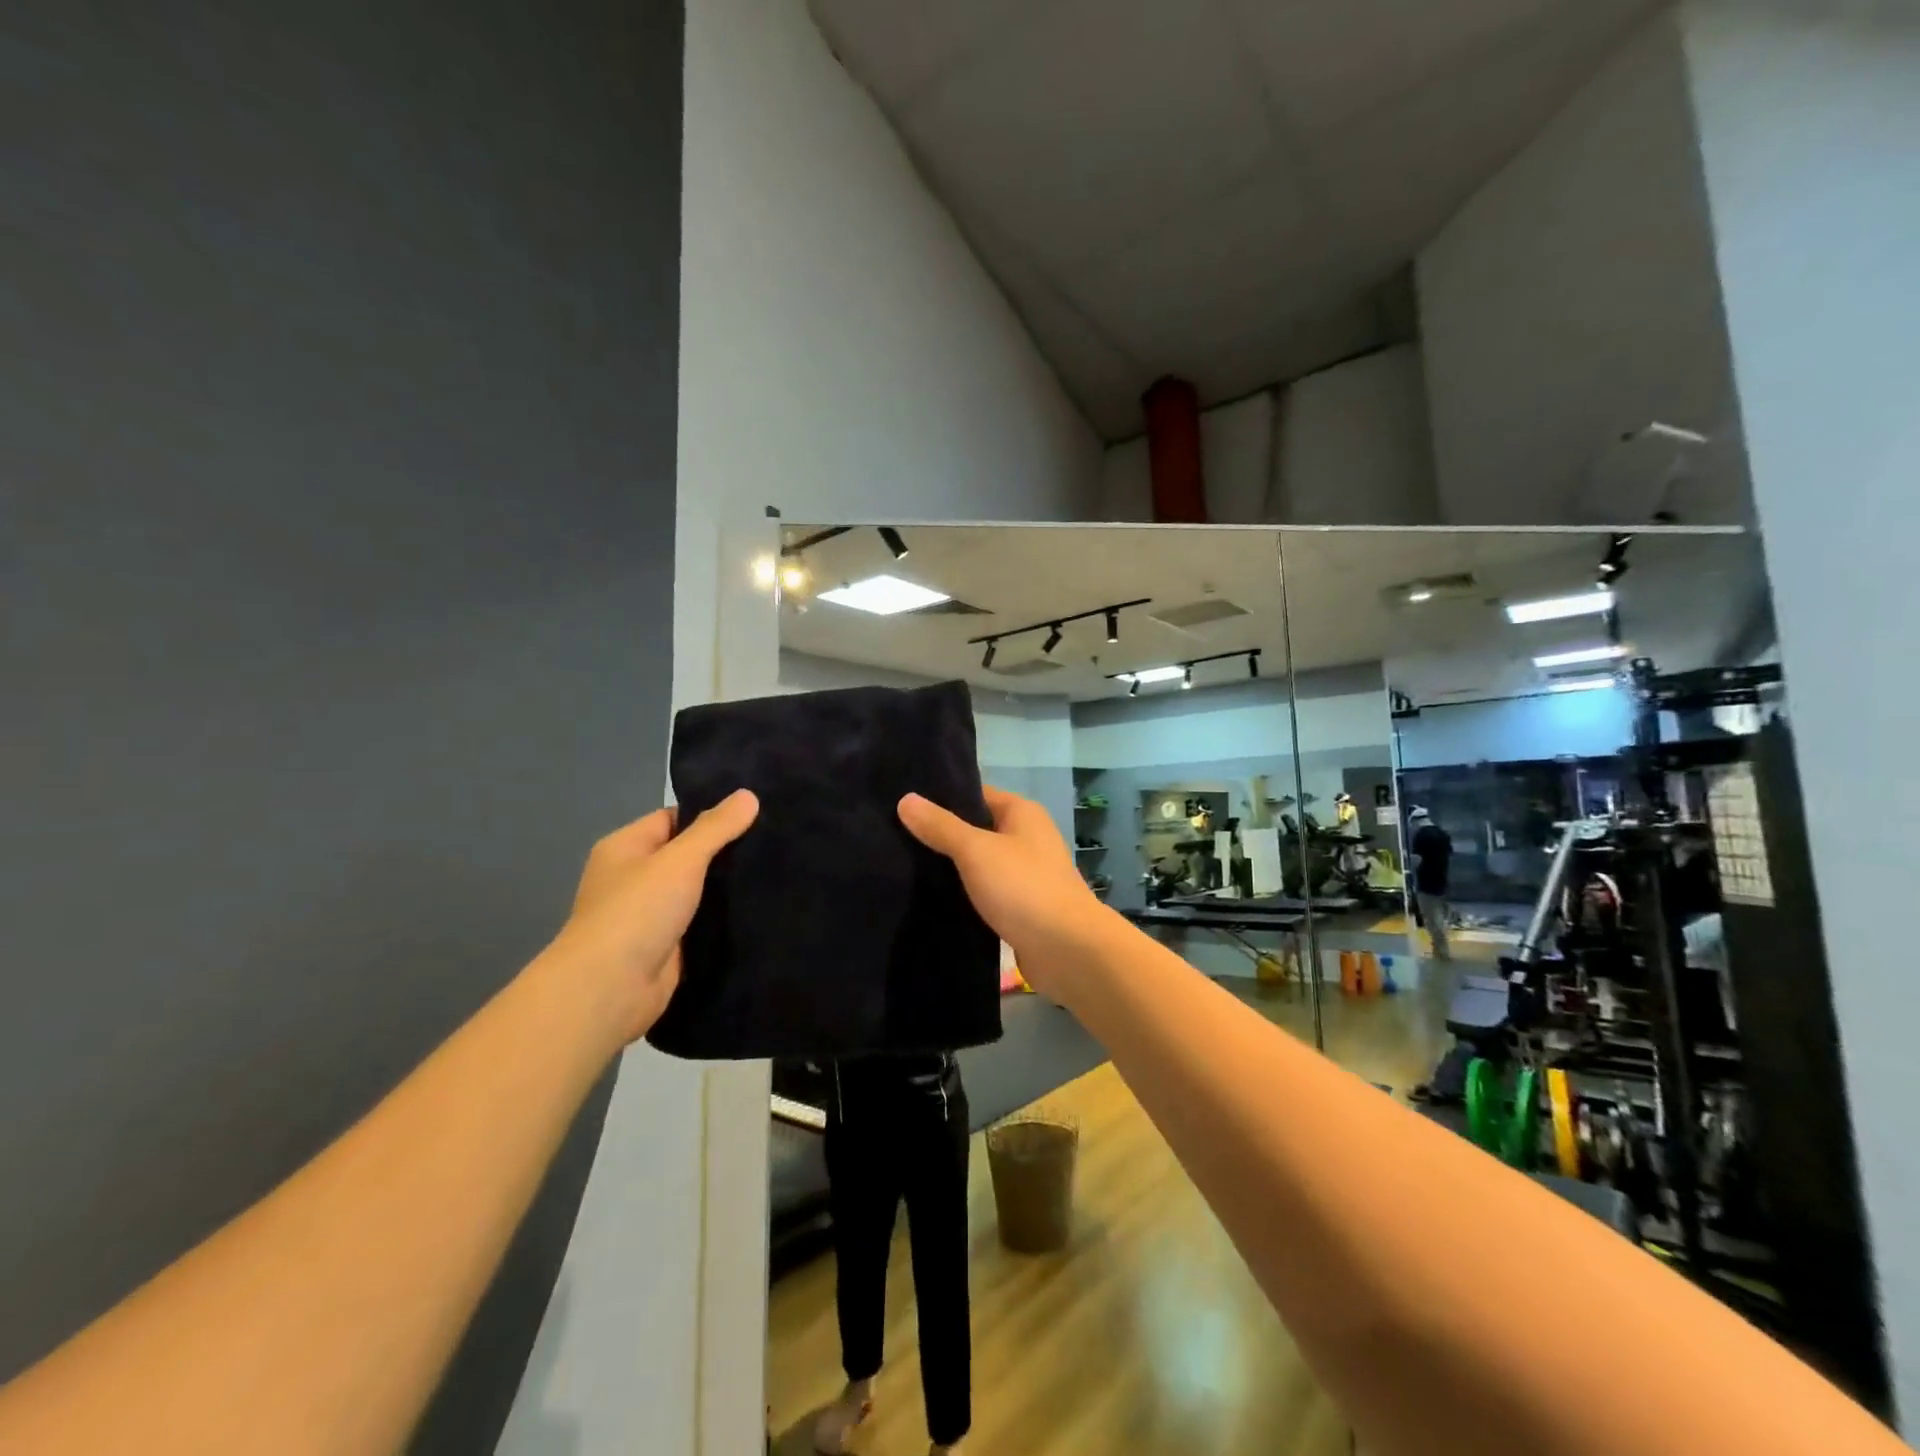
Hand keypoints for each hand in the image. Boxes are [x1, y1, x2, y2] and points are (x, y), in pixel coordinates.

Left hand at [554, 789, 758, 1041]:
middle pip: (687, 855)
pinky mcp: (666, 946)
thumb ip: (716, 828)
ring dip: (726, 888)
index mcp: (626, 848)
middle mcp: (634, 878)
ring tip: (776, 872)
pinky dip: (723, 919)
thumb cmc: (637, 912)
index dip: (711, 815)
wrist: (609, 990)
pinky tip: (759, 910)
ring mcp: (649, 915)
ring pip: (696, 891)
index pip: (674, 818)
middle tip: (774, 842)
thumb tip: (748, 795)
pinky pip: (699, 923)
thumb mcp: (680, 859)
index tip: (755, 815)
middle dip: (725, 852)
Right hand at [898, 786, 1108, 996]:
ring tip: (903, 865)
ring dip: (950, 867)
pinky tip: (930, 899)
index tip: (902, 803)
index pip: (975, 793)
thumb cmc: (1024, 888)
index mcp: (1022, 813)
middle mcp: (1026, 837)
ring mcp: (1025, 874)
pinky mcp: (1020, 907)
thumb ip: (941, 826)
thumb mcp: (976, 850)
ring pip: (978, 863)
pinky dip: (963, 894)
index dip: (941, 796)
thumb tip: (905, 799)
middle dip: (940, 834)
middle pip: (975, 828)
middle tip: (893, 836)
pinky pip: (984, 891)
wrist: (1068, 951)